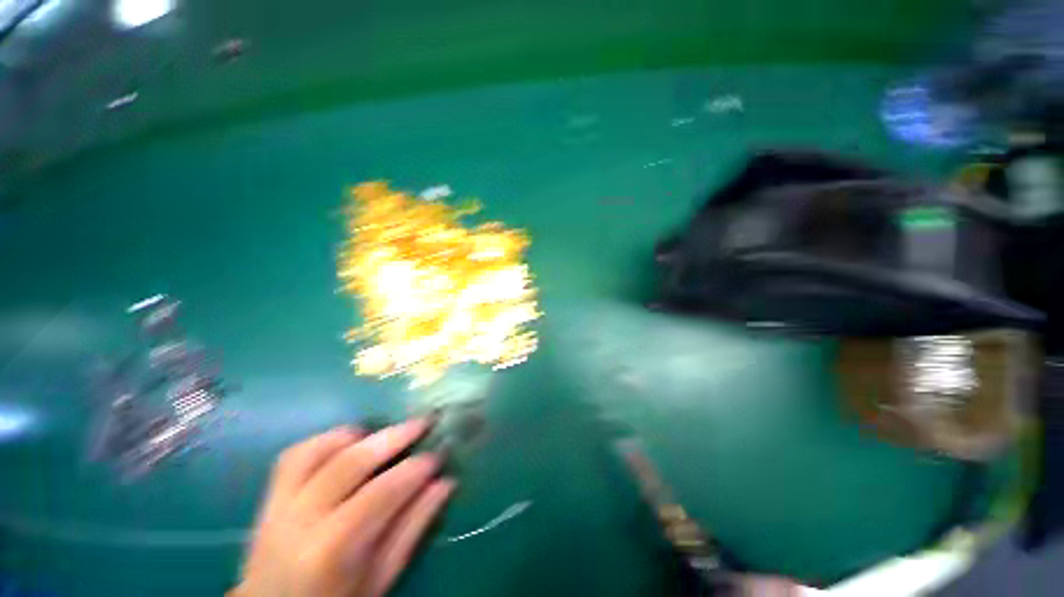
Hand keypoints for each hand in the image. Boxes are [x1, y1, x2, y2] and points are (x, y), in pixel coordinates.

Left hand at [233, 420, 454, 596]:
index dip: (414, 469)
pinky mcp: (270, 498)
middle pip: (350, 463)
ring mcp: (278, 506)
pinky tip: (351, 442)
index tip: (438, 455)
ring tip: (388, 432)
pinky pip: (295, 455)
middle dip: (394, 436)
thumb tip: (445, 483)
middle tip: (424, 422)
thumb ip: (412, 528)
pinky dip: (327, 440)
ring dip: (359, 434)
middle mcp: (300, 521)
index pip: (380, 493)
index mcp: (330, 550)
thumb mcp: (380, 577)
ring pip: (319, 450)